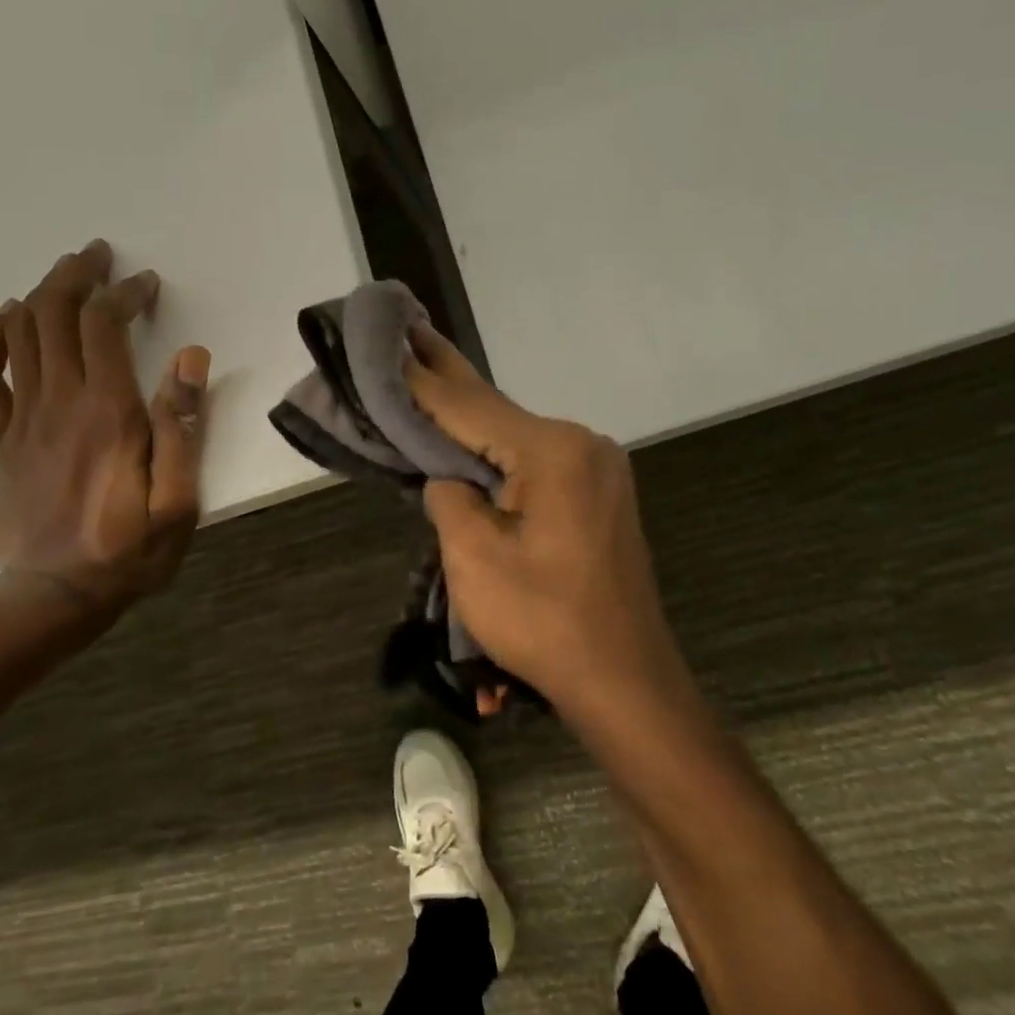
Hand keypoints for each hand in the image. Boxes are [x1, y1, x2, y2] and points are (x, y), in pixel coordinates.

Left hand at [0, 240, 210, 618]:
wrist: (54, 597)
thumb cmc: (128, 552)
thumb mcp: (178, 502)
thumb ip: (183, 428)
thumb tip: (190, 358)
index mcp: (107, 413)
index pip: (105, 325)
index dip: (125, 293)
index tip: (147, 285)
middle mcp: (60, 402)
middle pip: (55, 314)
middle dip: (77, 275)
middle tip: (99, 256)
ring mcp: (22, 419)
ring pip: (20, 334)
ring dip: (41, 293)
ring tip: (66, 273)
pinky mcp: (2, 440)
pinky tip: (8, 322)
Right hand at [404, 325, 678, 713]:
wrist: (625, 682)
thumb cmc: (544, 622)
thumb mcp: (474, 560)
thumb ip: (450, 499)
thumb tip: (448, 479)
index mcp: (553, 452)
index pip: (469, 408)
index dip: (422, 383)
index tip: (389, 345)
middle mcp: (582, 445)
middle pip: (497, 411)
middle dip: (449, 377)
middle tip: (411, 331)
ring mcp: (596, 470)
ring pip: (516, 438)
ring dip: (472, 420)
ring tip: (430, 379)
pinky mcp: (597, 496)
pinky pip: (536, 462)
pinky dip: (498, 452)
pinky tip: (471, 439)